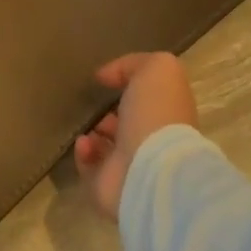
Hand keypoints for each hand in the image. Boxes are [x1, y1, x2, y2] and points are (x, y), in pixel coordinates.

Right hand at [73, 52, 198, 218]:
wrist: (149, 169)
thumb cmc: (156, 114)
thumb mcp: (156, 68)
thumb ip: (133, 64)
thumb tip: (107, 76)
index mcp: (167, 114)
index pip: (149, 100)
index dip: (129, 88)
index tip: (106, 79)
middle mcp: (152, 142)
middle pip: (126, 125)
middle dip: (108, 113)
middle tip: (93, 103)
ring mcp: (131, 168)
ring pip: (106, 147)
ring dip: (92, 133)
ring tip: (86, 123)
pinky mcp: (108, 187)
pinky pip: (89, 167)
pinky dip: (83, 153)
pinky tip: (84, 142)